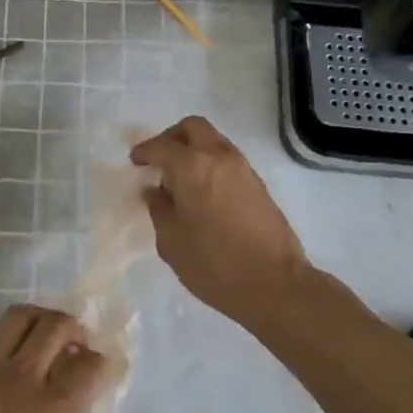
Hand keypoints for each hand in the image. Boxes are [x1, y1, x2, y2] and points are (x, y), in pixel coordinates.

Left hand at [0, 305, 108, 412]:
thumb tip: (66, 410)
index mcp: (54, 411)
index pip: (89, 364)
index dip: (102, 363)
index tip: (103, 368)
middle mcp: (23, 380)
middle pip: (56, 325)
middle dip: (74, 328)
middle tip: (76, 343)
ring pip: (20, 318)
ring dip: (40, 321)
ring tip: (44, 339)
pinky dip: (9, 348)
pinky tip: (9, 372)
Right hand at [130, 115, 312, 328]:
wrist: (276, 285)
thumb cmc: (215, 265)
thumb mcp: (172, 242)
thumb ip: (159, 210)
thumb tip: (154, 191)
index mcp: (191, 167)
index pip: (162, 146)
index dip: (145, 151)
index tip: (136, 162)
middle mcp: (218, 157)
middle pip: (192, 127)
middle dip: (172, 137)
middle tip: (160, 159)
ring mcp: (242, 168)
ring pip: (213, 141)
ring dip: (194, 150)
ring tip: (181, 180)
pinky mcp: (258, 183)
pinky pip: (227, 159)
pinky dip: (211, 164)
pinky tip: (204, 193)